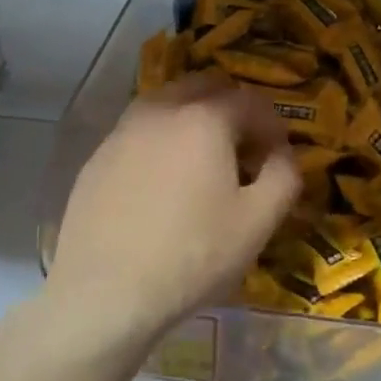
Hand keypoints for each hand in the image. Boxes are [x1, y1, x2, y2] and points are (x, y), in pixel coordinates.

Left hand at [46, 75, 299, 348]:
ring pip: (167, 104)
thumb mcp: (258, 222)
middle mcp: (160, 111)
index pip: (251, 101)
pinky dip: (161, 141)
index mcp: (204, 118)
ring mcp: (122, 132)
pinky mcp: (97, 158)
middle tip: (244, 150)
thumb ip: (284, 176)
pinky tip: (162, 184)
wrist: (105, 294)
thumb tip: (283, 154)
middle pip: (204, 86)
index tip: (278, 158)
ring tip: (202, 162)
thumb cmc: (192, 256)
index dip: (273, 126)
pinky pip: (139, 132)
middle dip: (232, 108)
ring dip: (193, 119)